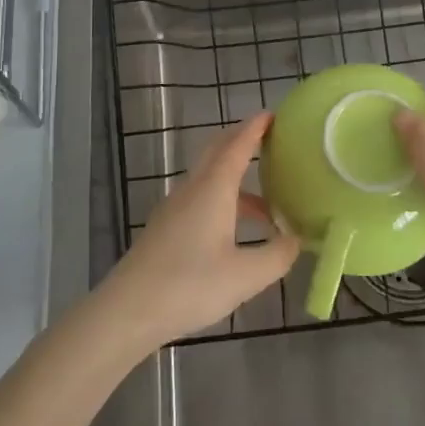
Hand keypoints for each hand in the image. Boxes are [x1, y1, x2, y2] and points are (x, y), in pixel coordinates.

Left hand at [103, 113, 298, 348]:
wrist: (127, 311)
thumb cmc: (189, 286)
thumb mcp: (245, 276)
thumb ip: (277, 255)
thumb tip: (296, 239)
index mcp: (214, 189)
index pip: (238, 145)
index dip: (256, 128)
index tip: (274, 114)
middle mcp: (193, 189)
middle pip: (218, 152)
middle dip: (243, 141)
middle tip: (272, 142)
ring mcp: (175, 207)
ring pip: (209, 178)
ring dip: (236, 178)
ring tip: (268, 202)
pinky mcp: (166, 227)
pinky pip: (201, 197)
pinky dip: (224, 199)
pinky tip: (237, 230)